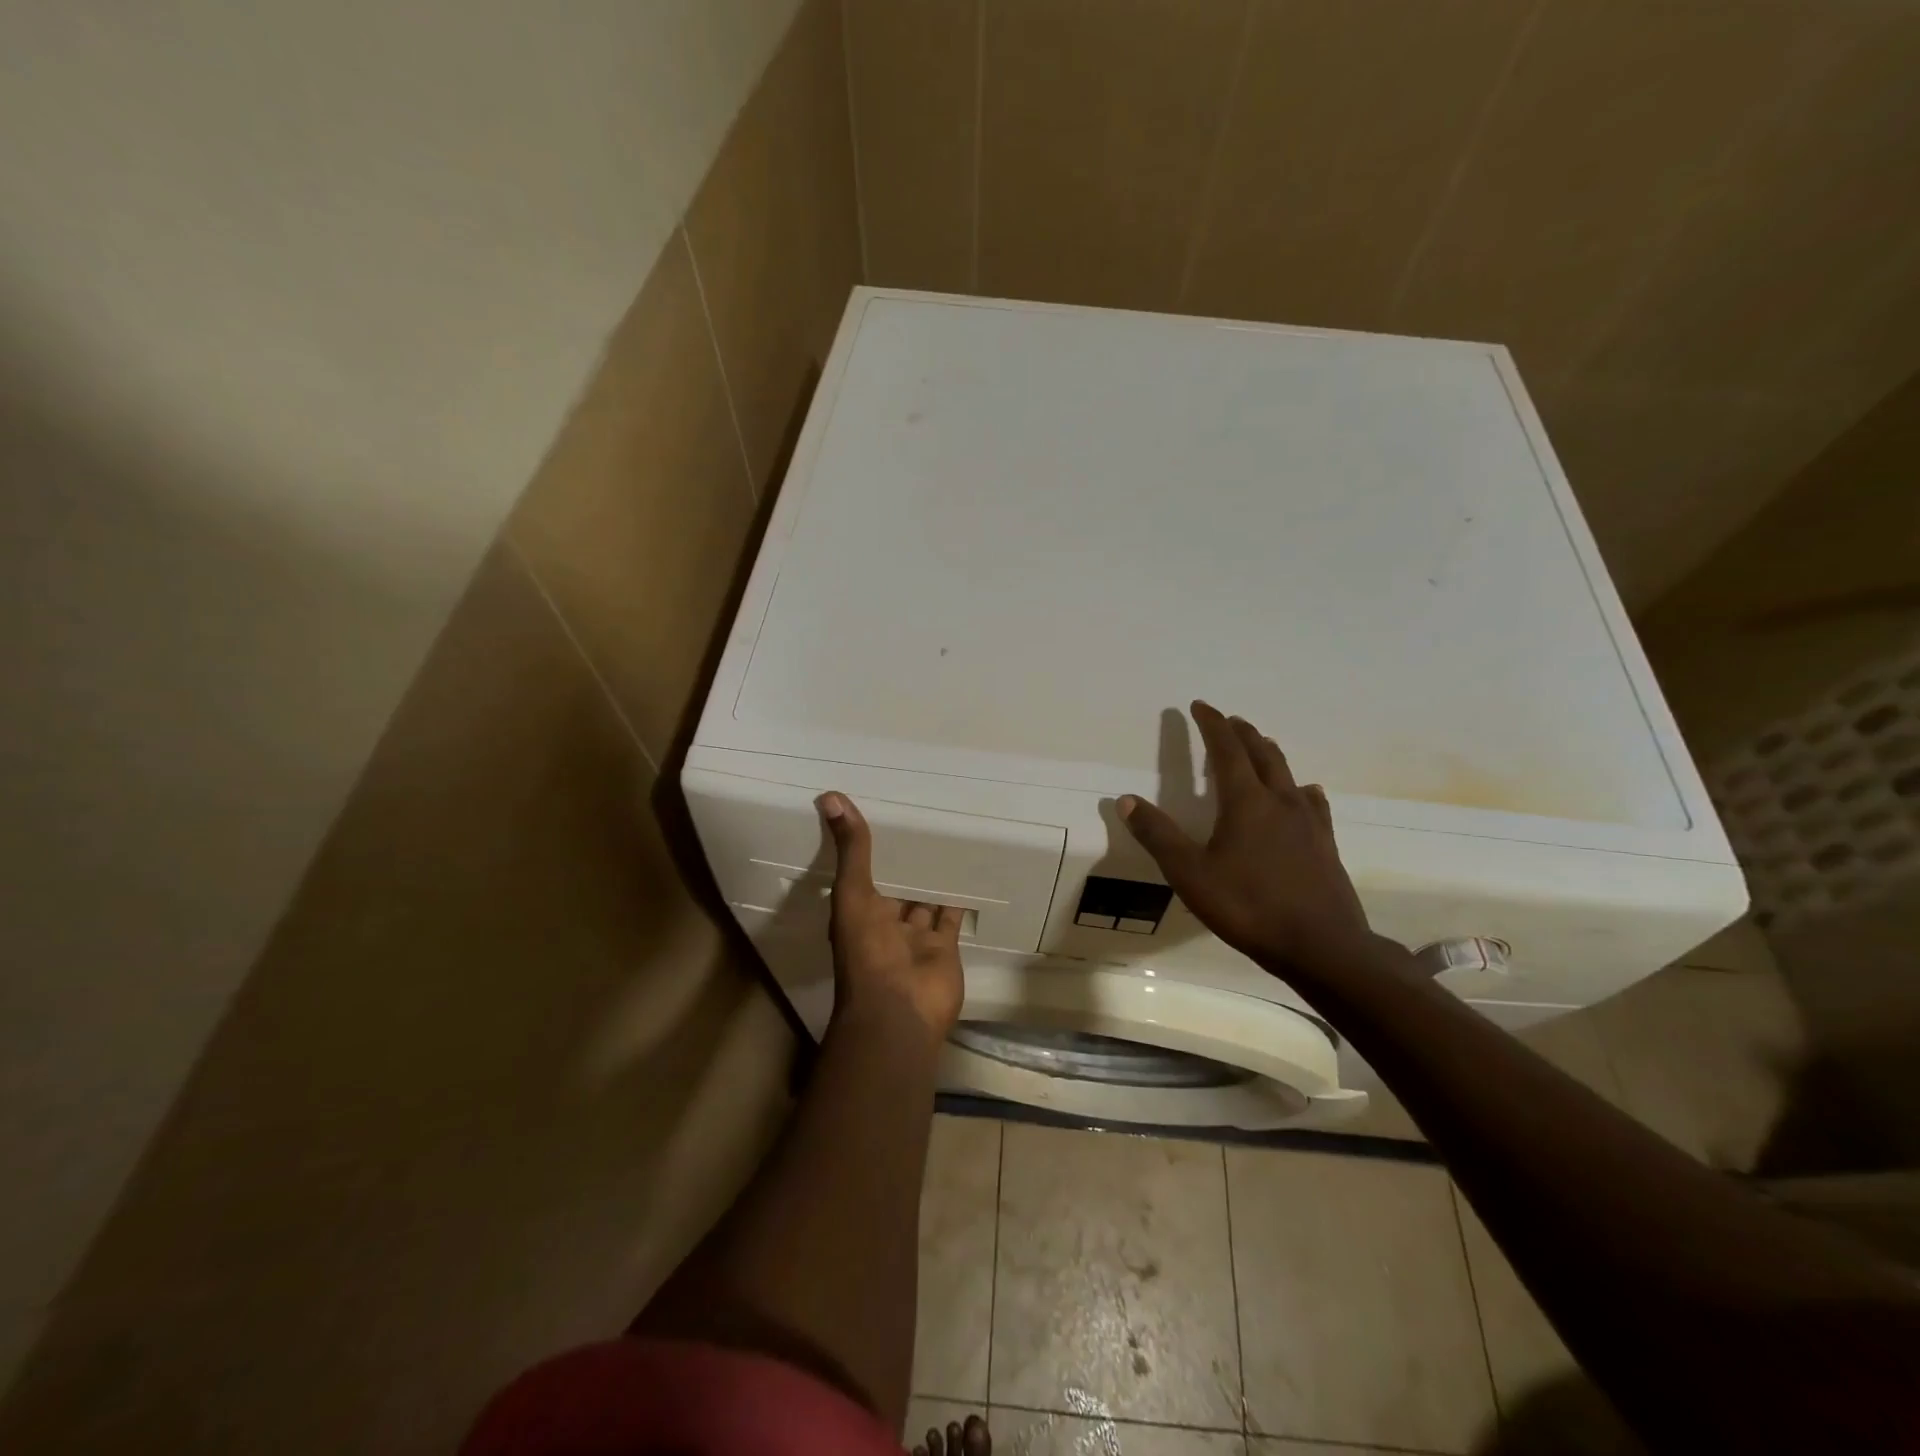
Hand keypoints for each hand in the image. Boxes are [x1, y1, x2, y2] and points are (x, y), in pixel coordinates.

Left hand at [817, 792, 965, 1037]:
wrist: (900, 1013)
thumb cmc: (868, 953)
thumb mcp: (853, 894)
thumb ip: (851, 850)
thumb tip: (831, 796)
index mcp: (858, 910)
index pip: (862, 871)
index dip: (868, 848)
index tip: (881, 814)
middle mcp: (885, 922)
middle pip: (896, 885)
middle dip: (905, 862)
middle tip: (921, 821)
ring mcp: (916, 937)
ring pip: (924, 899)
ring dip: (932, 877)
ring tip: (947, 839)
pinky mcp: (945, 947)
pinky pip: (951, 917)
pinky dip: (958, 898)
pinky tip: (969, 871)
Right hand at [1118, 701, 1371, 972]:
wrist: (1322, 946)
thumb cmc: (1249, 907)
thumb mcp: (1190, 874)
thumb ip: (1158, 835)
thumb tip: (1126, 799)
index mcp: (1245, 802)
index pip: (1227, 750)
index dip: (1212, 725)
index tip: (1200, 706)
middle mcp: (1280, 801)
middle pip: (1262, 753)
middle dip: (1242, 733)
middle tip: (1228, 721)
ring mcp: (1308, 822)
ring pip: (1288, 773)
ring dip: (1269, 753)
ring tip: (1260, 746)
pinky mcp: (1325, 843)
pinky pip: (1312, 802)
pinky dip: (1299, 788)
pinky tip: (1304, 795)